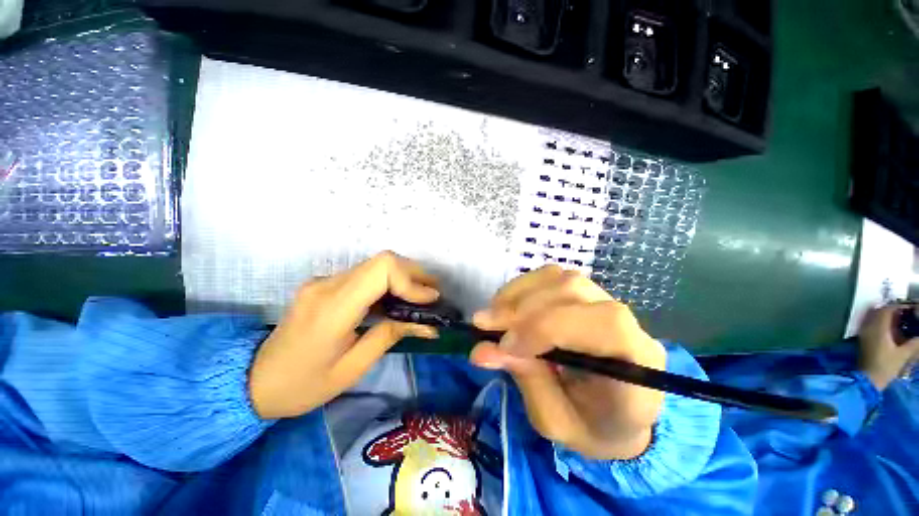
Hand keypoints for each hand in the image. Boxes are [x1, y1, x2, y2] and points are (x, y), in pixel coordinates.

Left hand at [249, 252, 439, 418]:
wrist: (253, 380)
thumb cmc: (303, 385)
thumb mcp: (352, 368)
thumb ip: (390, 336)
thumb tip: (426, 323)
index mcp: (333, 308)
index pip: (381, 270)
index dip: (411, 280)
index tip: (430, 299)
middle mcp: (327, 285)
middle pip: (382, 261)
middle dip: (413, 274)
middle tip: (433, 292)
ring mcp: (323, 281)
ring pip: (375, 264)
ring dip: (403, 276)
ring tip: (422, 294)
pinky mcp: (324, 284)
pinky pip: (365, 274)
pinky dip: (388, 282)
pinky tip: (398, 298)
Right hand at [469, 266, 665, 460]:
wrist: (616, 415)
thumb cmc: (592, 427)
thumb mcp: (556, 421)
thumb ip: (526, 379)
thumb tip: (482, 349)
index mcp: (639, 364)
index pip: (604, 324)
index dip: (548, 327)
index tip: (505, 346)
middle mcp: (629, 323)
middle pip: (574, 290)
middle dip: (523, 308)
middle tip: (484, 326)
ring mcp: (606, 301)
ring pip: (560, 278)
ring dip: (518, 294)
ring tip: (494, 316)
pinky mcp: (584, 294)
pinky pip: (551, 277)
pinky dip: (522, 288)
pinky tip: (507, 306)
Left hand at [858, 304, 918, 389]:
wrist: (868, 379)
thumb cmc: (886, 366)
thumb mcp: (903, 354)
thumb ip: (915, 343)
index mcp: (878, 328)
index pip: (887, 310)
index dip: (899, 307)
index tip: (910, 308)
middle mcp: (868, 327)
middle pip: (879, 312)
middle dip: (893, 311)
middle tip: (906, 314)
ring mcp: (864, 334)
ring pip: (875, 318)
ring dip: (887, 318)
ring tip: (901, 321)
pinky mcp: (863, 340)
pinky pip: (872, 326)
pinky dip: (882, 324)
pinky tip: (892, 331)